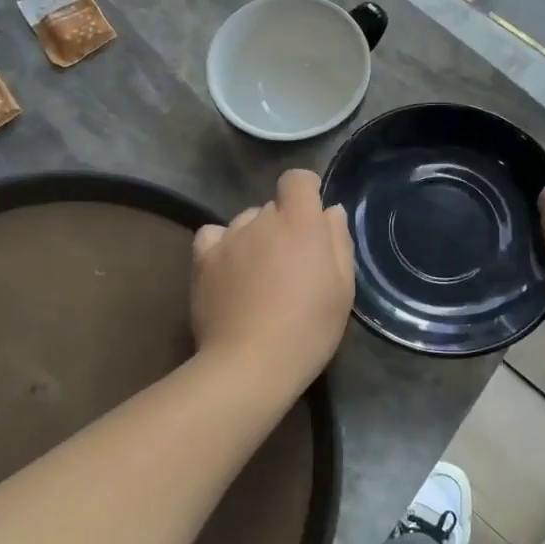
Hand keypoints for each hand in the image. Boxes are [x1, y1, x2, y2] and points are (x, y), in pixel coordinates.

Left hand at [192, 168, 355, 390]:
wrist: (250, 364)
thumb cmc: (308, 329)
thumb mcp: (342, 289)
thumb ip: (338, 241)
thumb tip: (330, 212)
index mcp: (299, 222)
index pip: (297, 179)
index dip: (306, 191)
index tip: (312, 216)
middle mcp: (261, 219)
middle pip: (273, 207)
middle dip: (284, 226)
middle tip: (291, 265)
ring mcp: (228, 237)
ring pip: (245, 221)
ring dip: (255, 237)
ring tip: (258, 275)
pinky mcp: (202, 258)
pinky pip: (213, 235)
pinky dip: (222, 245)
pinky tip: (228, 270)